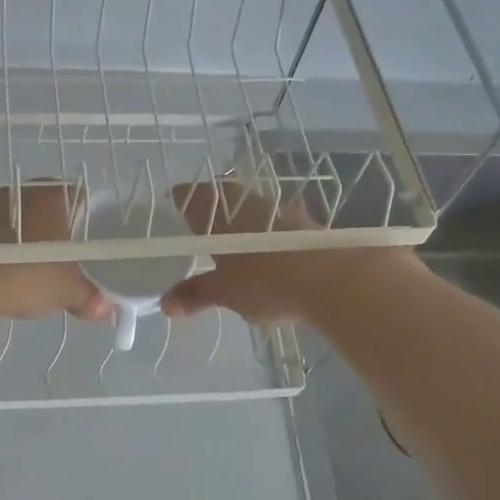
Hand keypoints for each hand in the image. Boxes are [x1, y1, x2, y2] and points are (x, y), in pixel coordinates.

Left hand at [0, 183, 110, 322]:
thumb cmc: (27, 274)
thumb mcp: (65, 291)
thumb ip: (88, 297)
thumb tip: (106, 309)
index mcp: (53, 196)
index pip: (79, 197)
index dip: (88, 217)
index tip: (90, 240)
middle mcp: (24, 192)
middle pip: (49, 206)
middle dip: (58, 229)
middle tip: (67, 257)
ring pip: (22, 218)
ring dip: (29, 238)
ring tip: (37, 266)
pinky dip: (7, 247)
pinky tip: (9, 270)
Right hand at [161, 180, 423, 325]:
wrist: (334, 278)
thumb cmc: (265, 280)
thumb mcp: (225, 292)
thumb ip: (196, 294)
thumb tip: (165, 304)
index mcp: (219, 213)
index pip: (192, 194)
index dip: (181, 197)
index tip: (174, 201)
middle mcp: (247, 202)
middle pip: (223, 194)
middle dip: (212, 204)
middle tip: (202, 217)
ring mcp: (280, 210)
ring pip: (252, 206)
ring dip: (243, 217)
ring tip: (235, 236)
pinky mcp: (307, 224)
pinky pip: (277, 223)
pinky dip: (268, 232)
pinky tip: (270, 250)